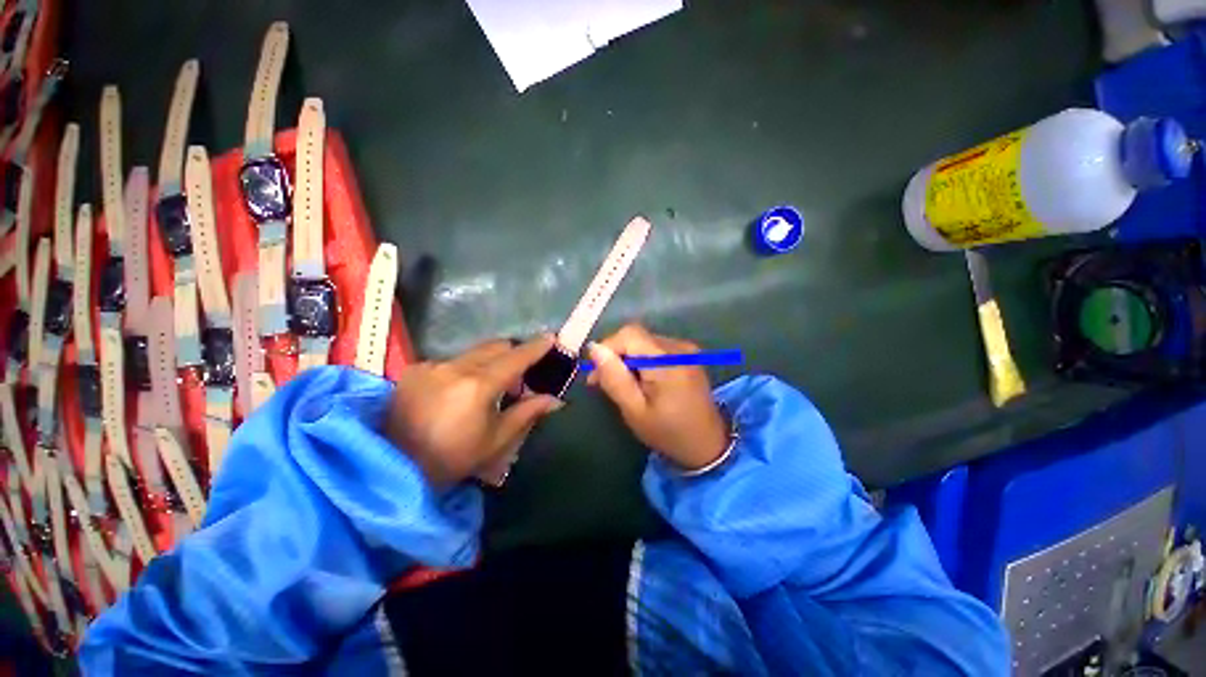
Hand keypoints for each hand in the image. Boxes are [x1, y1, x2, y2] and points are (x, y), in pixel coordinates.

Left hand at [385, 335, 562, 487]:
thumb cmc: (452, 459)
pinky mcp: (414, 370)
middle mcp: (454, 367)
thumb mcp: (496, 440)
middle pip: (495, 346)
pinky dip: (464, 370)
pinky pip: (451, 361)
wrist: (392, 469)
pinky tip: (457, 393)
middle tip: (517, 381)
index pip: (515, 358)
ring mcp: (431, 366)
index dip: (535, 347)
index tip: (550, 338)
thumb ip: (527, 413)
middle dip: (513, 356)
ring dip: (489, 363)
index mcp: (477, 386)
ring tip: (487, 390)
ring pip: (473, 352)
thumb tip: (555, 400)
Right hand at [587, 323, 728, 471]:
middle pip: (636, 337)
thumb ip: (614, 378)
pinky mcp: (688, 355)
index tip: (596, 373)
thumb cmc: (668, 433)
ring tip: (622, 385)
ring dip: (628, 359)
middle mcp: (678, 347)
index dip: (608, 347)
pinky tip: (640, 381)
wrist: (708, 445)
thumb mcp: (634, 411)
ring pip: (644, 342)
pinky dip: (642, 361)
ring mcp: (686, 350)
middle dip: (616, 355)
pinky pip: (655, 348)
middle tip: (602, 382)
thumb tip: (594, 348)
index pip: (629, 334)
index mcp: (666, 361)